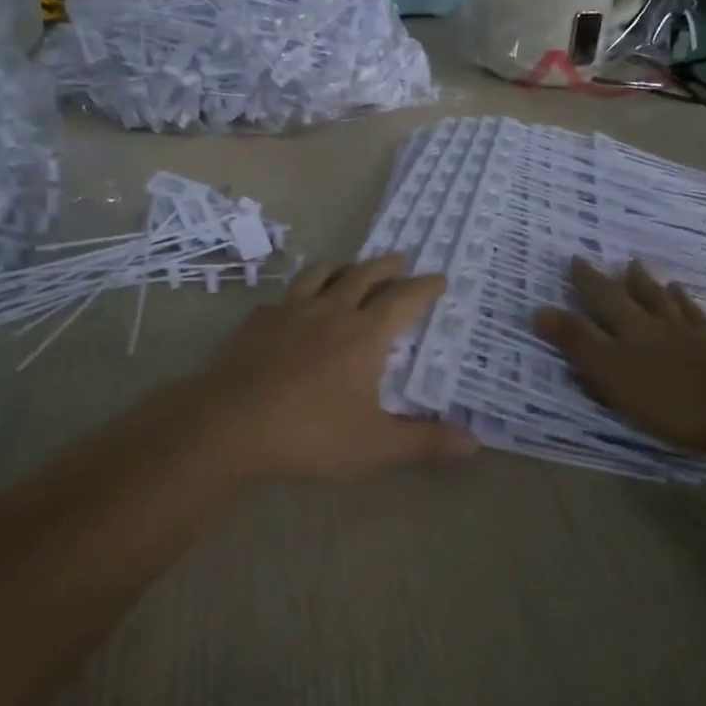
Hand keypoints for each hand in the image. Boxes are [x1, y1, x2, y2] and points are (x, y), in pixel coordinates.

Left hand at [187, 254, 476, 481]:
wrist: (230, 424)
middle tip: (401, 259)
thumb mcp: (375, 446)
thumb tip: (474, 444)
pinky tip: (294, 307)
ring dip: (342, 268)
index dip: (425, 287)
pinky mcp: (257, 321)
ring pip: (321, 274)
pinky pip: (285, 296)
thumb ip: (425, 442)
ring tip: (349, 271)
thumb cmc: (311, 433)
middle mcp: (331, 311)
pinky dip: (299, 294)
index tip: (439, 278)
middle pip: (364, 274)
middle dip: (387, 265)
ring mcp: (290, 311)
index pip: (404, 299)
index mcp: (365, 333)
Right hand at [533, 258, 705, 460]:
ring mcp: (704, 343)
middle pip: (649, 298)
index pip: (605, 297)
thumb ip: (576, 341)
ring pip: (686, 314)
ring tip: (673, 285)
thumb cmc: (667, 396)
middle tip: (629, 263)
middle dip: (633, 282)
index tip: (576, 259)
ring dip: (677, 299)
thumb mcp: (609, 371)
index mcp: (634, 328)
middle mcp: (668, 327)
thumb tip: (539, 309)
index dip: (589, 280)